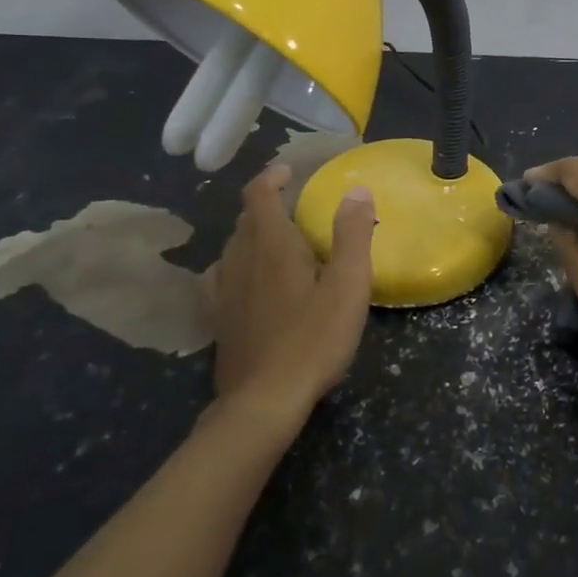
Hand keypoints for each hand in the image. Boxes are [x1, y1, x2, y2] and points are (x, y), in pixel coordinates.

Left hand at [210, 164, 376, 422]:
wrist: (262, 403)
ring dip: (254, 236)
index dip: (271, 177)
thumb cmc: (313, 339)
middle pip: (246, 220)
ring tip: (280, 244)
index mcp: (271, 245)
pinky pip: (227, 276)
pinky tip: (258, 285)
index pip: (258, 195)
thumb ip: (352, 235)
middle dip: (267, 206)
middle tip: (296, 208)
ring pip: (234, 248)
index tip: (289, 173)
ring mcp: (224, 292)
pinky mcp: (220, 320)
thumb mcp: (347, 286)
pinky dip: (243, 266)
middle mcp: (240, 260)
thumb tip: (357, 190)